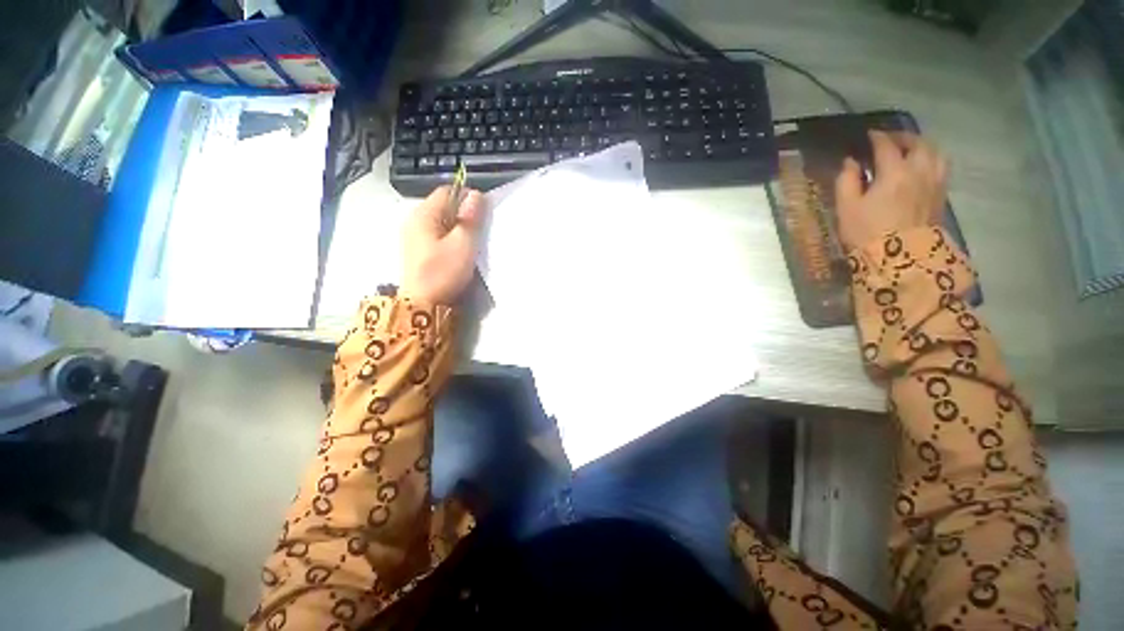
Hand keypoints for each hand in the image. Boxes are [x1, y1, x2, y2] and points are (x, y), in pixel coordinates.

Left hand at [400, 186, 486, 304]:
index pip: (446, 191)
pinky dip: (449, 237)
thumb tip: (476, 195)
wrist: (422, 304)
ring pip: (440, 221)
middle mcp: (413, 220)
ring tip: (471, 242)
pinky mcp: (416, 250)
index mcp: (423, 214)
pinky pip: (436, 234)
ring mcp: (413, 236)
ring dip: (457, 227)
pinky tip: (457, 251)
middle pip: (442, 206)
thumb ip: (470, 219)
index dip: (467, 197)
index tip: (484, 212)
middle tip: (480, 230)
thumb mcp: (462, 244)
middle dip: (463, 213)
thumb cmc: (443, 272)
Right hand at [835, 130, 948, 250]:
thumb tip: (851, 162)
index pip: (886, 146)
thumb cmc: (867, 233)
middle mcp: (920, 171)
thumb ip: (847, 181)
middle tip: (890, 140)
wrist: (900, 259)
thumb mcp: (847, 208)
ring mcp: (935, 183)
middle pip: (918, 143)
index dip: (876, 137)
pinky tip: (923, 167)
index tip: (868, 135)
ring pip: (935, 153)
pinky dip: (931, 159)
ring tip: (911, 150)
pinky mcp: (941, 196)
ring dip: (922, 146)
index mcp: (895, 172)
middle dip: (903, 137)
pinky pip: (941, 167)